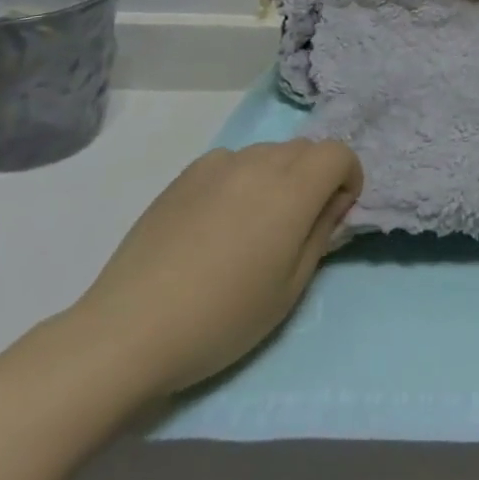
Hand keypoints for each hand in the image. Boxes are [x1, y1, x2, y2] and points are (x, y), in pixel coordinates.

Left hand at [69, 139, 362, 397]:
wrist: (130, 330)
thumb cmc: (222, 319)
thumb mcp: (289, 289)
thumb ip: (320, 234)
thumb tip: (334, 202)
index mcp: (292, 189)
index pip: (338, 153)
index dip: (347, 177)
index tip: (335, 213)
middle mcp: (260, 162)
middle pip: (305, 149)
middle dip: (314, 177)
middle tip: (296, 226)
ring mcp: (220, 164)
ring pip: (268, 153)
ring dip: (277, 177)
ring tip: (252, 227)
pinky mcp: (187, 174)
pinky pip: (231, 163)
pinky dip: (240, 180)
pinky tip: (216, 223)